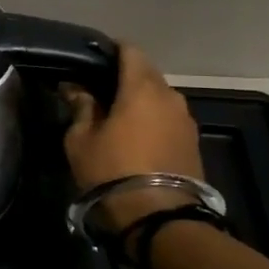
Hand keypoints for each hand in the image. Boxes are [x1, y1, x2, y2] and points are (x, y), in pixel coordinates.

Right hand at [60, 44, 203, 224]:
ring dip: (140, 99)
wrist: (160, 218)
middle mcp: (170, 96)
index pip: (130, 51)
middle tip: (98, 88)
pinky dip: (152, 118)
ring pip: (159, 97)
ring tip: (116, 114)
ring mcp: (186, 120)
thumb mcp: (81, 139)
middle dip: (124, 76)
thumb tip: (75, 88)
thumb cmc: (112, 171)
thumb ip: (81, 107)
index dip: (111, 50)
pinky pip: (168, 118)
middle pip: (146, 73)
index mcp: (141, 88)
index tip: (92, 58)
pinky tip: (135, 134)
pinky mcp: (193, 142)